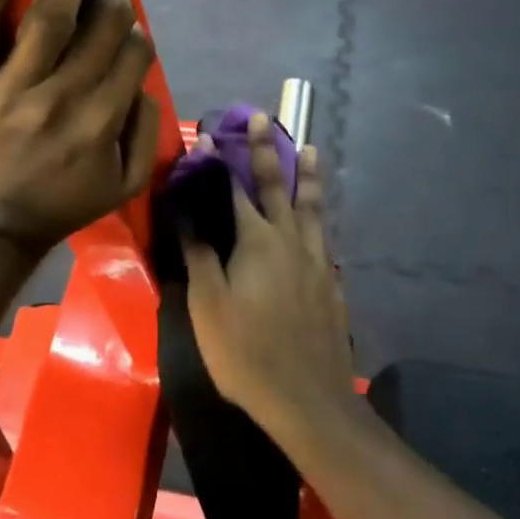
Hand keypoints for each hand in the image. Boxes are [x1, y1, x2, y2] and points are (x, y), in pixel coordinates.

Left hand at [0, 0, 159, 255]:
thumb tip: (143, 81)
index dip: (137, 36)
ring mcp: (12, 88)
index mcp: (100, 123)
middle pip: (97, 30)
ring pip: (47, 20)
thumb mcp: (124, 185)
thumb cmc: (62, 203)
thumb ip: (146, 132)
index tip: (131, 28)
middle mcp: (61, 98)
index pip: (131, 57)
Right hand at [182, 113, 356, 439]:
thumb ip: (199, 255)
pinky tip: (320, 223)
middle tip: (267, 118)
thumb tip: (187, 213)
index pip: (237, 189)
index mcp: (257, 241)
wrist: (309, 400)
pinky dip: (320, 219)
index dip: (224, 162)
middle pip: (279, 186)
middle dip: (269, 150)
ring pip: (312, 208)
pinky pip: (325, 238)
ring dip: (308, 176)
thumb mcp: (208, 306)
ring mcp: (317, 261)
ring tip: (311, 149)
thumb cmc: (247, 352)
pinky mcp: (332, 284)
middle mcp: (290, 240)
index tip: (214, 135)